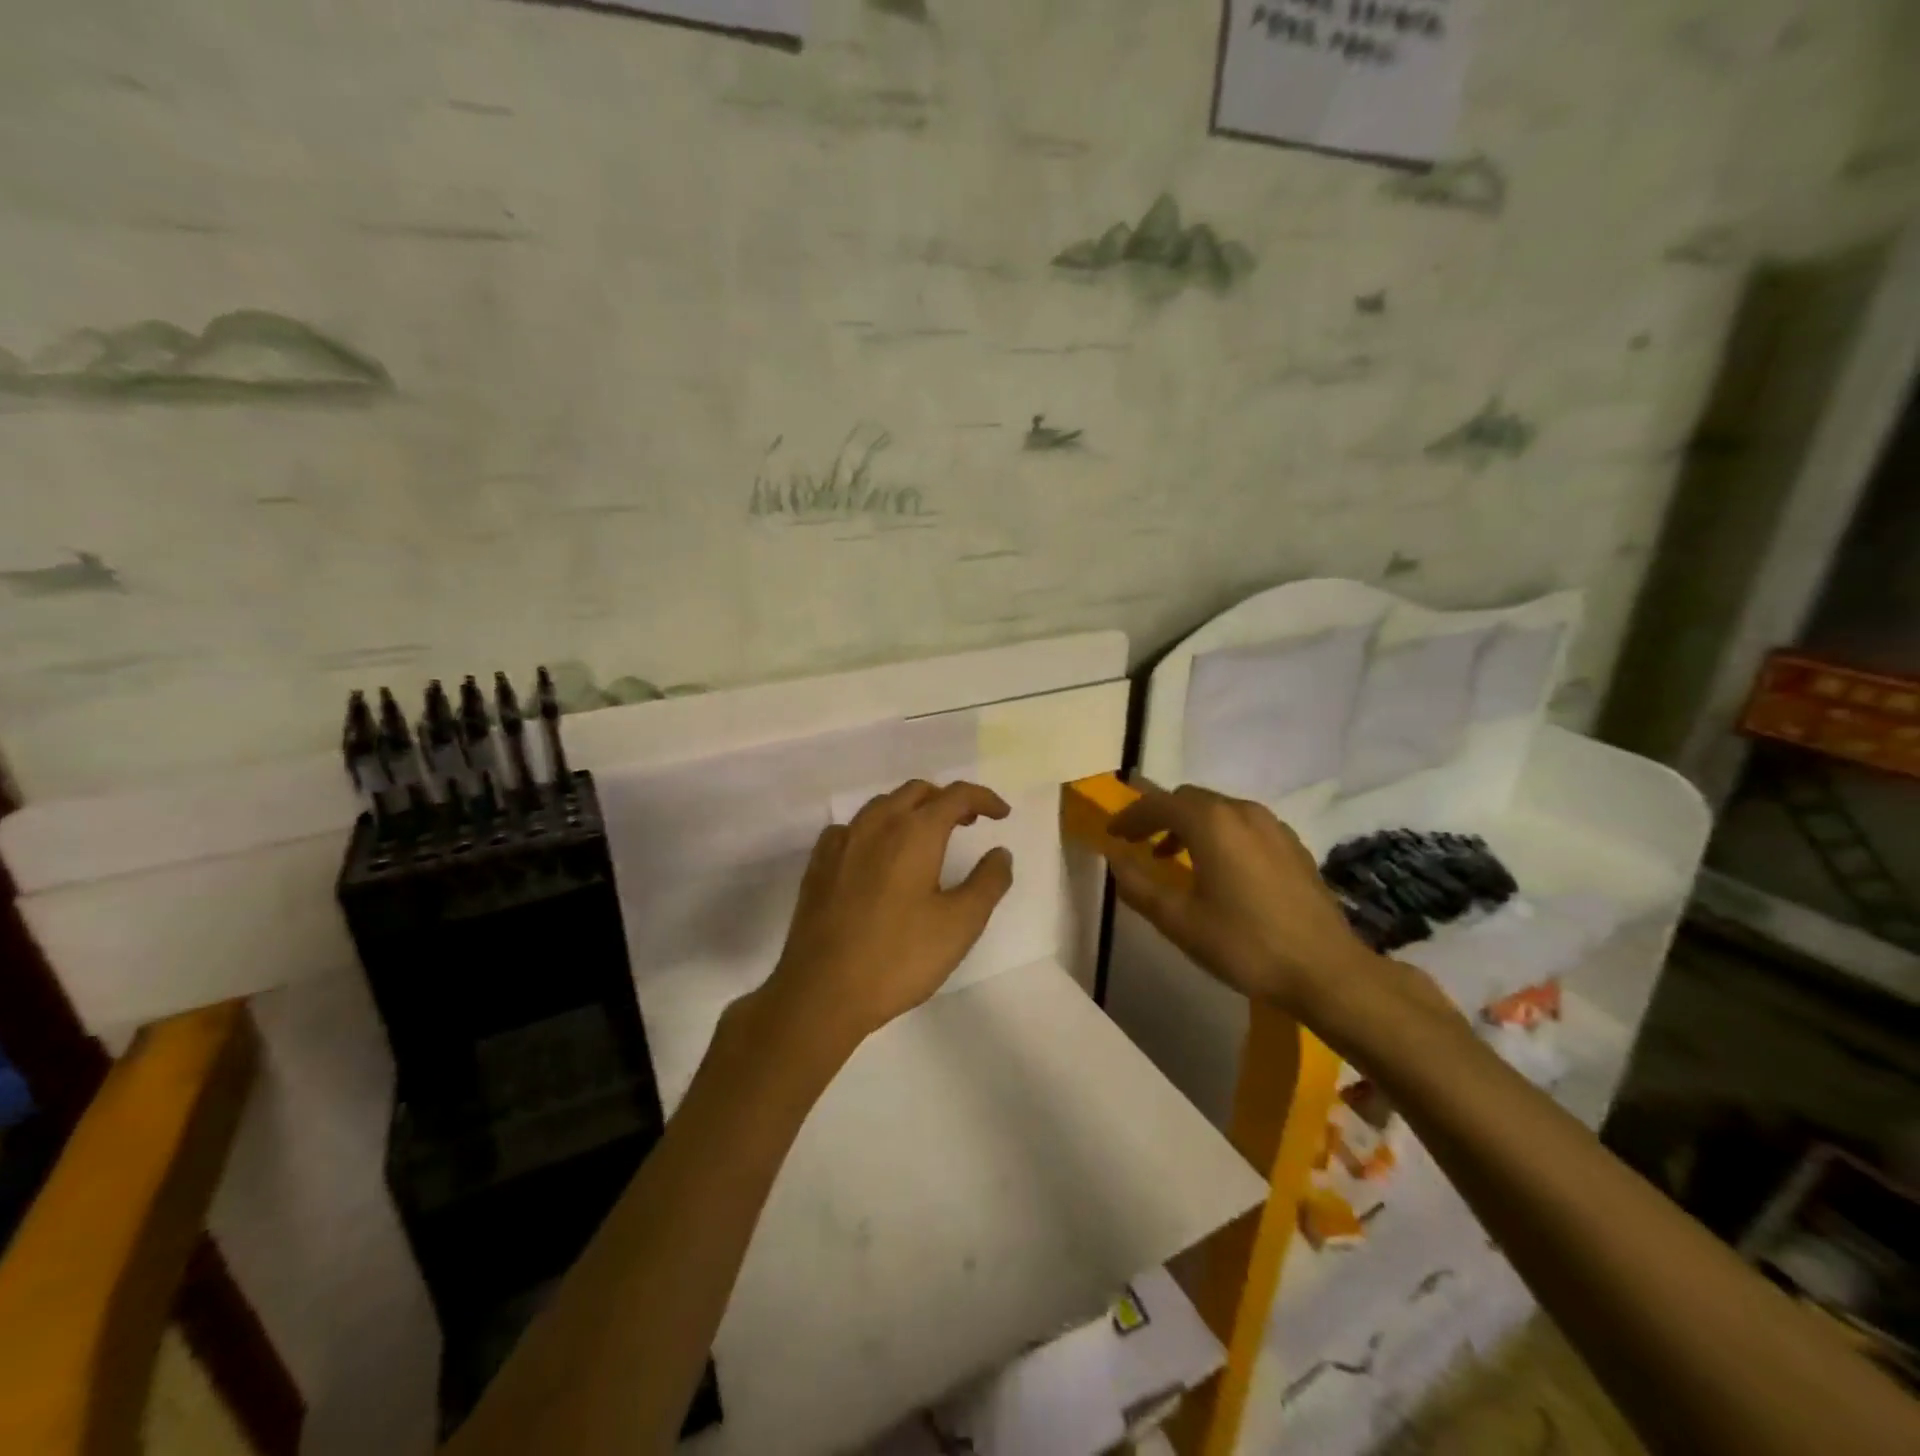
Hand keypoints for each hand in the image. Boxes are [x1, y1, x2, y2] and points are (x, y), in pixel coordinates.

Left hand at [758, 780, 1014, 1053]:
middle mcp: (876, 824)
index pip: (955, 795)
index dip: (983, 798)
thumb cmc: (899, 957)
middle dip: (947, 800)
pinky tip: (878, 855)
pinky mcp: (819, 864)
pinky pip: (852, 828)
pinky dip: (876, 829)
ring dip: (911, 809)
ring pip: (882, 805)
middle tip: (968, 823)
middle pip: (916, 792)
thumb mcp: (961, 924)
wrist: (822, 991)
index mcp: (914, 832)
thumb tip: (1000, 852)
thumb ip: (988, 882)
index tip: (1002, 814)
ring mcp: (842, 842)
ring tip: (927, 836)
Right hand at [1102, 785, 1377, 1017]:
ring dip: (1189, 825)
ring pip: (1219, 810)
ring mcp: (1273, 826)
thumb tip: (1114, 860)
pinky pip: (1244, 825)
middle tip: (1138, 843)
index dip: (1130, 817)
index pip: (1158, 804)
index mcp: (1211, 822)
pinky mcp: (1292, 846)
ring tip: (1173, 856)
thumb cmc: (1245, 944)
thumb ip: (1139, 886)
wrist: (1326, 971)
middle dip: (1158, 816)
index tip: (1112, 835)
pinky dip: (1219, 834)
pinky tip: (1219, 868)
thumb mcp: (1179, 921)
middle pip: (1189, 799)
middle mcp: (1242, 811)